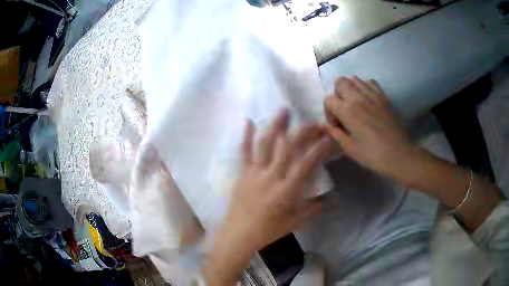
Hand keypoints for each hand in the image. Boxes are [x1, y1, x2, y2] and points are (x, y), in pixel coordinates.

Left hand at [203, 110, 330, 284]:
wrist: (238, 234)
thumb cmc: (267, 231)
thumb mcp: (294, 223)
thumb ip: (311, 210)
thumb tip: (327, 201)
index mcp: (286, 191)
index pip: (305, 165)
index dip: (317, 150)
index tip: (327, 138)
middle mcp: (271, 177)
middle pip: (288, 149)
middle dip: (302, 132)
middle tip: (312, 122)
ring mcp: (255, 173)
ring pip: (266, 144)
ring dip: (275, 126)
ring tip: (283, 110)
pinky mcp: (243, 173)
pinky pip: (244, 152)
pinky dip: (246, 136)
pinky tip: (248, 121)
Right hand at [324, 77, 417, 180]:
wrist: (399, 154)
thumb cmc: (373, 155)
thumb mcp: (350, 149)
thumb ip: (336, 134)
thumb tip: (326, 127)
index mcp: (348, 110)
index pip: (329, 99)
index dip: (329, 112)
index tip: (337, 126)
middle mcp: (359, 97)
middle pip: (340, 82)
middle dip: (337, 95)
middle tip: (343, 111)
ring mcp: (373, 95)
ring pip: (354, 79)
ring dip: (350, 89)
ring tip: (355, 104)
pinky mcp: (383, 97)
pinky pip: (370, 82)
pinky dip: (365, 87)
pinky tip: (367, 101)